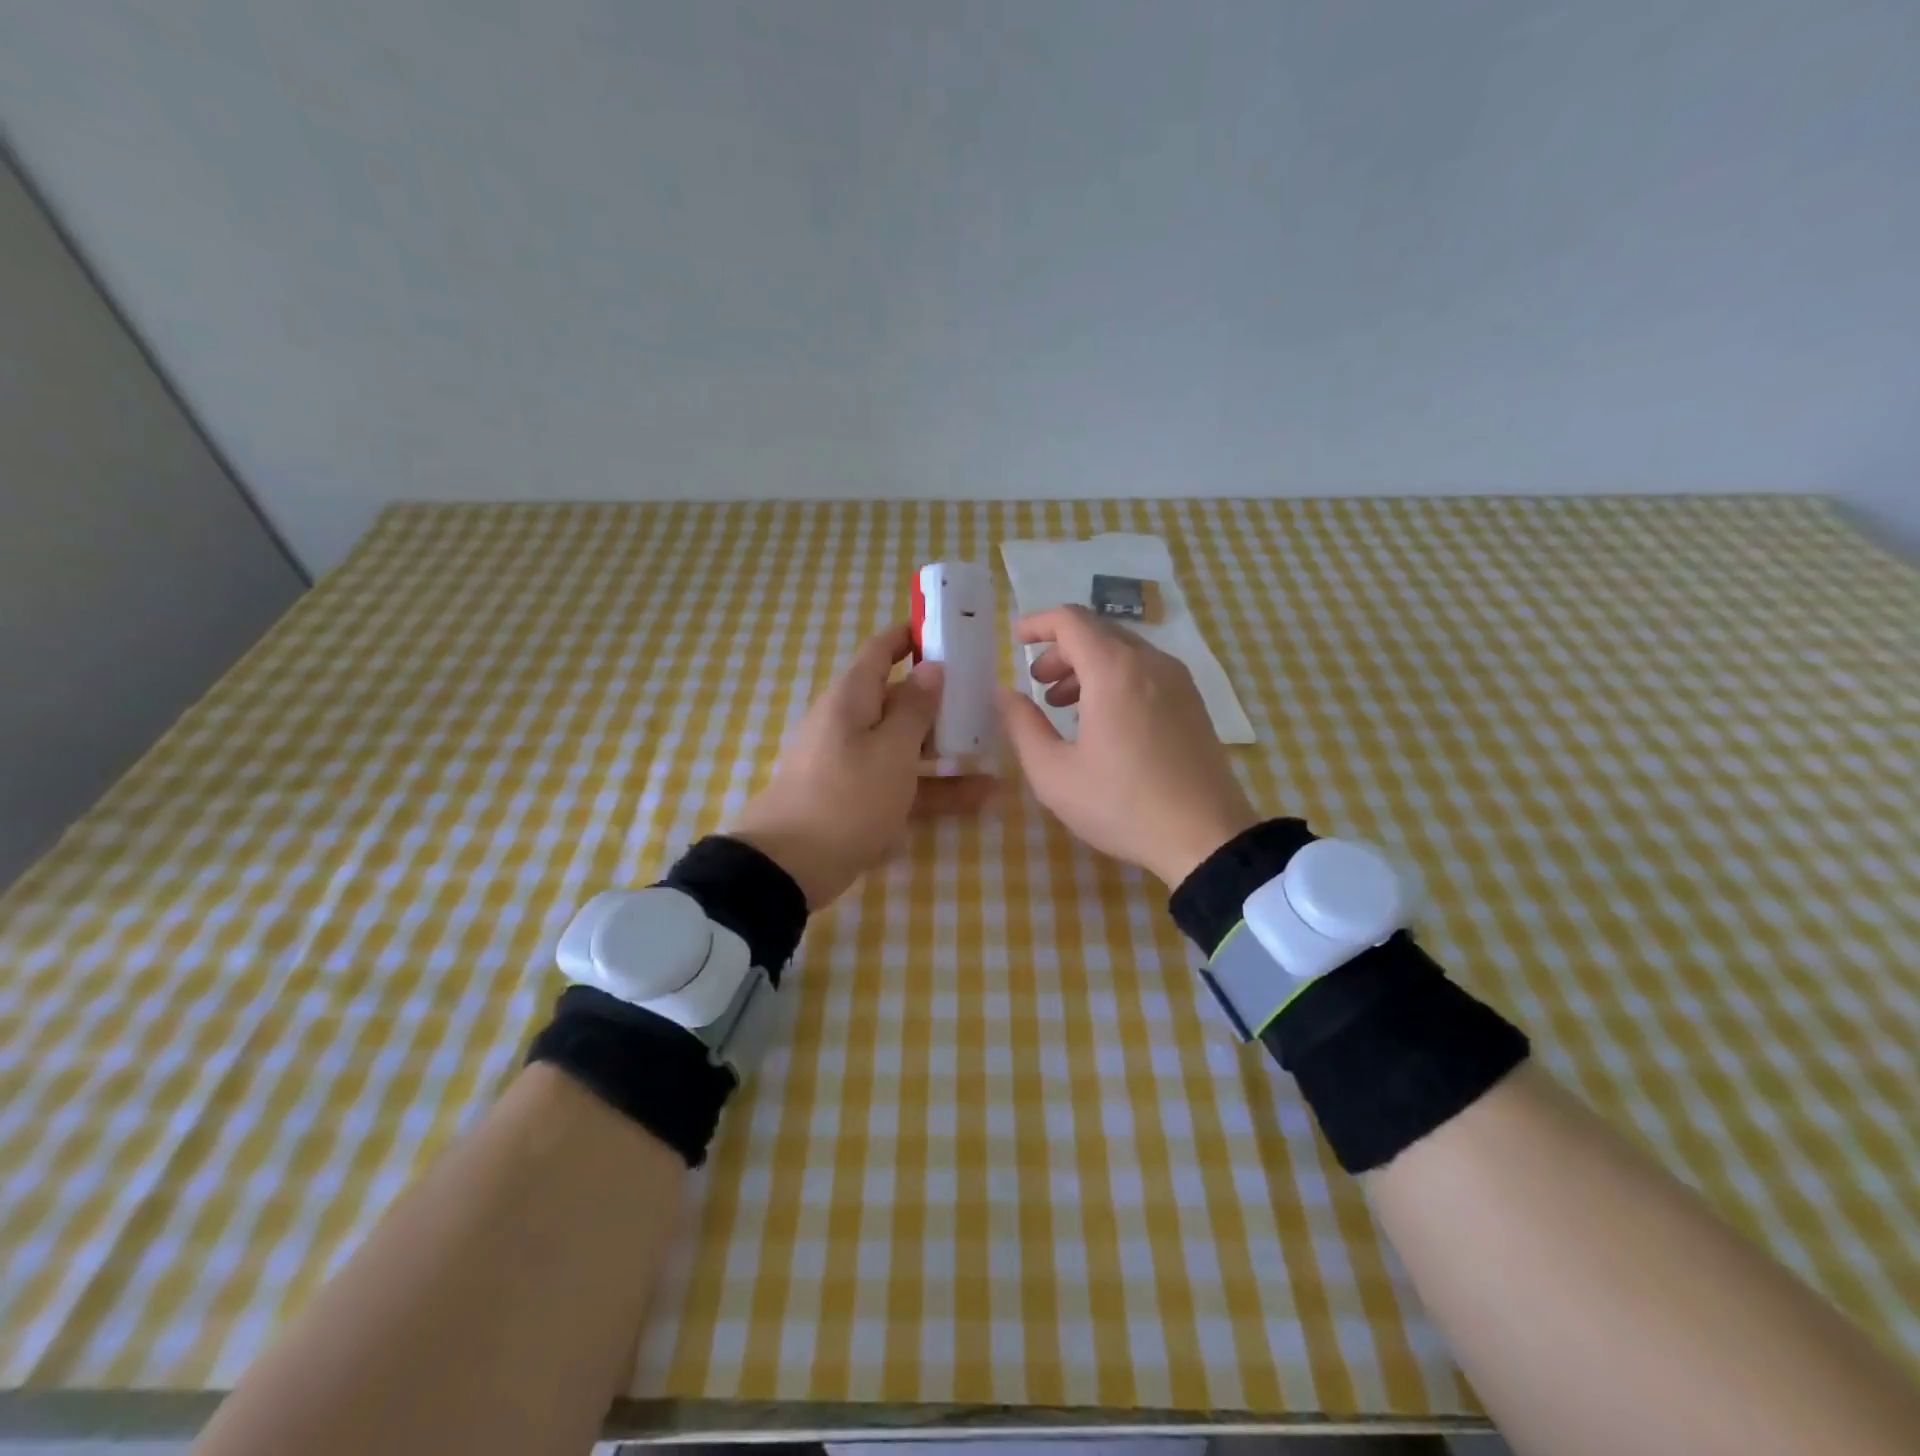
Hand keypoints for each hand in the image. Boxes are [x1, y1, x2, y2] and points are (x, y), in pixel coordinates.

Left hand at [728, 624, 993, 907]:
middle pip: (899, 699)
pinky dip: (936, 787)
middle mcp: (851, 723)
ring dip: (947, 748)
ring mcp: (855, 763)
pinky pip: (904, 783)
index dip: (912, 636)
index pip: (881, 650)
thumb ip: (916, 708)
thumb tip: (932, 668)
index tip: (950, 632)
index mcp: (852, 698)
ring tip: (994, 750)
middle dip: (941, 698)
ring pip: (907, 745)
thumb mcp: (891, 749)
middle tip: (986, 699)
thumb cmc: (846, 795)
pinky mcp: (860, 799)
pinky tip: (982, 796)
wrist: (791, 866)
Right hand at [995, 605, 1257, 885]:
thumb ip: (1022, 726)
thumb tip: (1005, 694)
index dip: (1037, 623)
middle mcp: (1150, 663)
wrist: (1206, 838)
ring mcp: (1178, 681)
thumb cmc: (1121, 805)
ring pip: (1124, 652)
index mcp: (1114, 671)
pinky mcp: (1193, 702)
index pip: (1070, 620)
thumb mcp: (1054, 774)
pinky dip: (1115, 679)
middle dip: (1061, 650)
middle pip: (1098, 633)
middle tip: (1037, 684)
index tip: (1015, 640)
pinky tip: (1104, 720)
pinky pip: (1146, 672)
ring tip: (1064, 705)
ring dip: (1087, 667)